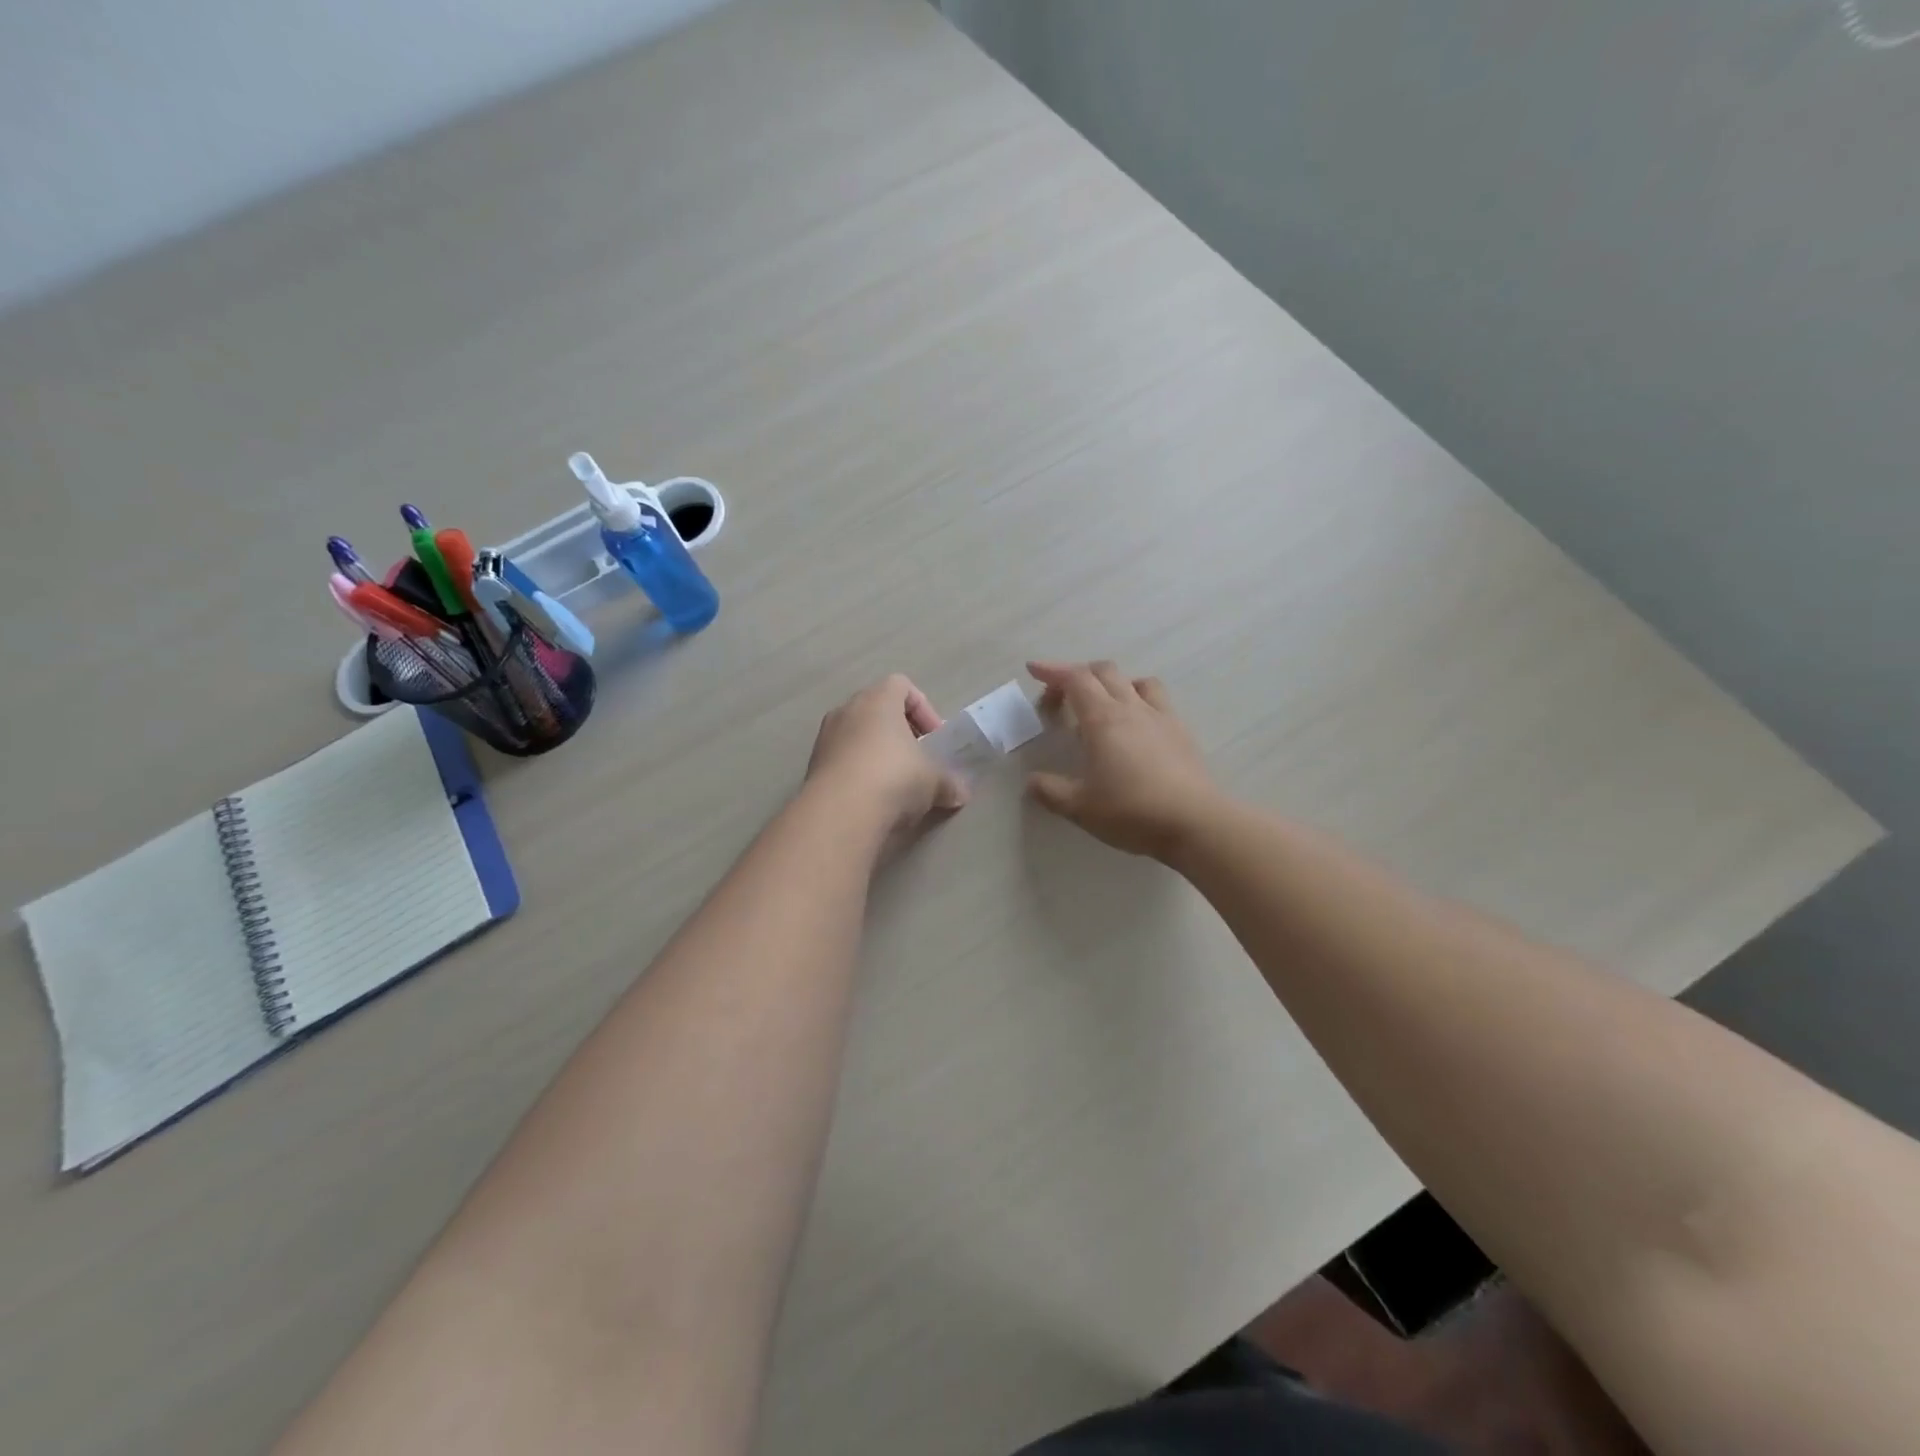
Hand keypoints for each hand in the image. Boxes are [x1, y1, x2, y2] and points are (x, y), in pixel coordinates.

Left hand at [805, 674, 967, 838]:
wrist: (840, 814)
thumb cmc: (894, 778)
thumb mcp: (934, 781)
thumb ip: (950, 782)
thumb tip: (961, 793)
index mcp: (878, 700)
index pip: (901, 685)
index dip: (923, 709)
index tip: (934, 739)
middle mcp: (847, 710)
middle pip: (877, 710)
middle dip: (900, 733)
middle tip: (917, 760)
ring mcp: (825, 738)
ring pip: (857, 736)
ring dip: (877, 754)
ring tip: (895, 785)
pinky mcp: (812, 767)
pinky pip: (842, 761)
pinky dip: (858, 773)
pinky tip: (872, 800)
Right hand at [1025, 660, 1219, 859]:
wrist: (1194, 822)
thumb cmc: (1131, 811)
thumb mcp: (1079, 807)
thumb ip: (1050, 791)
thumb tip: (1032, 781)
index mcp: (1102, 719)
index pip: (1075, 679)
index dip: (1052, 670)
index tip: (1034, 669)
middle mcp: (1131, 708)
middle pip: (1104, 672)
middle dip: (1077, 674)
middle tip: (1060, 696)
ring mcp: (1160, 717)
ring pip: (1135, 681)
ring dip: (1113, 683)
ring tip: (1102, 704)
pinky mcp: (1180, 732)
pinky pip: (1157, 699)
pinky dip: (1138, 699)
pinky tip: (1136, 725)